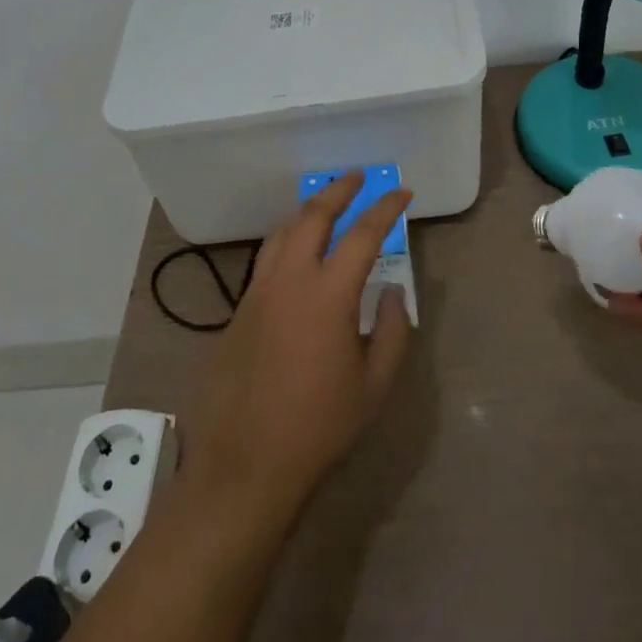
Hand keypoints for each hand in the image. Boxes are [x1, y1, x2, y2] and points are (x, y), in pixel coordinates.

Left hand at [180, 172, 413, 524]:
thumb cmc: (319, 428)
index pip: (363, 234)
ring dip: (307, 210)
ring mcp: (258, 291)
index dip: (385, 208)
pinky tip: (296, 254)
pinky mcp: (239, 310)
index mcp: (328, 294)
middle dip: (338, 189)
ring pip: (283, 231)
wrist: (245, 464)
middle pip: (313, 215)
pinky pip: (266, 258)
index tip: (402, 192)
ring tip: (325, 204)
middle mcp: (290, 279)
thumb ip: (391, 331)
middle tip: (357, 177)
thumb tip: (392, 291)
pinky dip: (287, 240)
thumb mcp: (373, 386)